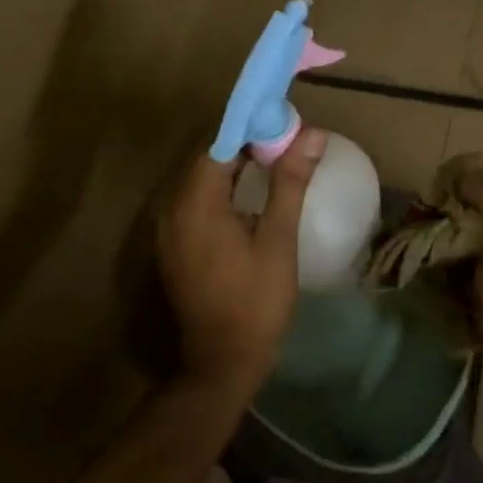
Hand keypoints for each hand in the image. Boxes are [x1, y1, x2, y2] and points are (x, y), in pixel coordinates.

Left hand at [155, 128, 324, 399]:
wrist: (222, 362)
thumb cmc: (255, 300)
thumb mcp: (278, 239)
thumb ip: (290, 182)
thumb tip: (312, 135)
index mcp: (195, 203)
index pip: (219, 142)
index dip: (251, 126)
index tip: (284, 120)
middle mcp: (172, 208)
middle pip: (208, 157)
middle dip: (246, 142)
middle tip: (286, 138)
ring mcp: (170, 229)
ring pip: (202, 179)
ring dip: (236, 164)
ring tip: (276, 159)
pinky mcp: (176, 245)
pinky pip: (198, 200)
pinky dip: (224, 188)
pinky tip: (253, 193)